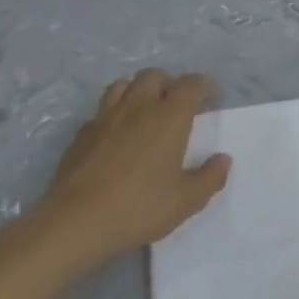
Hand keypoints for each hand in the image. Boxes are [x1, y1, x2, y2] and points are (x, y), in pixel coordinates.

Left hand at [32, 70, 229, 264]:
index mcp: (169, 116)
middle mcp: (138, 107)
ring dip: (138, 91)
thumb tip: (222, 159)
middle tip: (178, 105)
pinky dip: (113, 116)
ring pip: (123, 85)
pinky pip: (101, 112)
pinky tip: (115, 136)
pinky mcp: (81, 135)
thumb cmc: (139, 207)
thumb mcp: (187, 200)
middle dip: (170, 84)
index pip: (191, 84)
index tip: (212, 97)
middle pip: (154, 76)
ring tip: (145, 111)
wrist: (76, 222)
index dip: (205, 85)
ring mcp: (105, 118)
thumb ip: (210, 177)